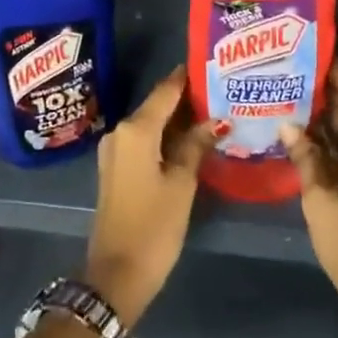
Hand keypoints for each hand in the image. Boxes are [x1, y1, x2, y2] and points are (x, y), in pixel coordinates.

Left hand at [83, 67, 218, 327]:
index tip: (211, 63)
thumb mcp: (181, 184)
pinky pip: (144, 141)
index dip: (187, 77)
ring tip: (214, 112)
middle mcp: (121, 132)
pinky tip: (191, 140)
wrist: (115, 273)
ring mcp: (115, 151)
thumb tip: (215, 120)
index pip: (165, 91)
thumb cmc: (153, 226)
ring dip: (178, 119)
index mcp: (136, 130)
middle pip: (157, 105)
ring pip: (151, 124)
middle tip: (222, 90)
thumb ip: (196, 146)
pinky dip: (166, 137)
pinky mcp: (117, 169)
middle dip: (187, 99)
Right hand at [281, 61, 337, 337]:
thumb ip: (305, 158)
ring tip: (290, 100)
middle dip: (326, 92)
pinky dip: (333, 141)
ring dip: (328, 118)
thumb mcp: (320, 201)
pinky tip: (304, 139)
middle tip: (289, 76)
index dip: (337, 72)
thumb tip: (287, 125)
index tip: (310, 52)